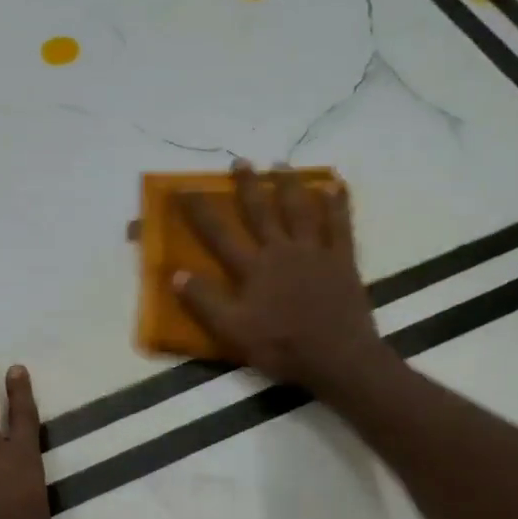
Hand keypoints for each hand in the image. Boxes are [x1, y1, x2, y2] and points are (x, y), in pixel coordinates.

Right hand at [174, 160, 386, 399]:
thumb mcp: (232, 330)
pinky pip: (340, 225)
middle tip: (240, 161)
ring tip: (281, 163)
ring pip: (300, 210)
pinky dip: (337, 204)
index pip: (219, 233)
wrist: (337, 357)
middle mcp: (281, 250)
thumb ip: (204, 302)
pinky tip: (335, 187)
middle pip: (261, 211)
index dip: (199, 210)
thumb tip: (175, 274)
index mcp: (253, 267)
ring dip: (289, 185)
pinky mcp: (342, 260)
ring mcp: (315, 252)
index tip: (184, 187)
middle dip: (248, 185)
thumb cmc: (282, 346)